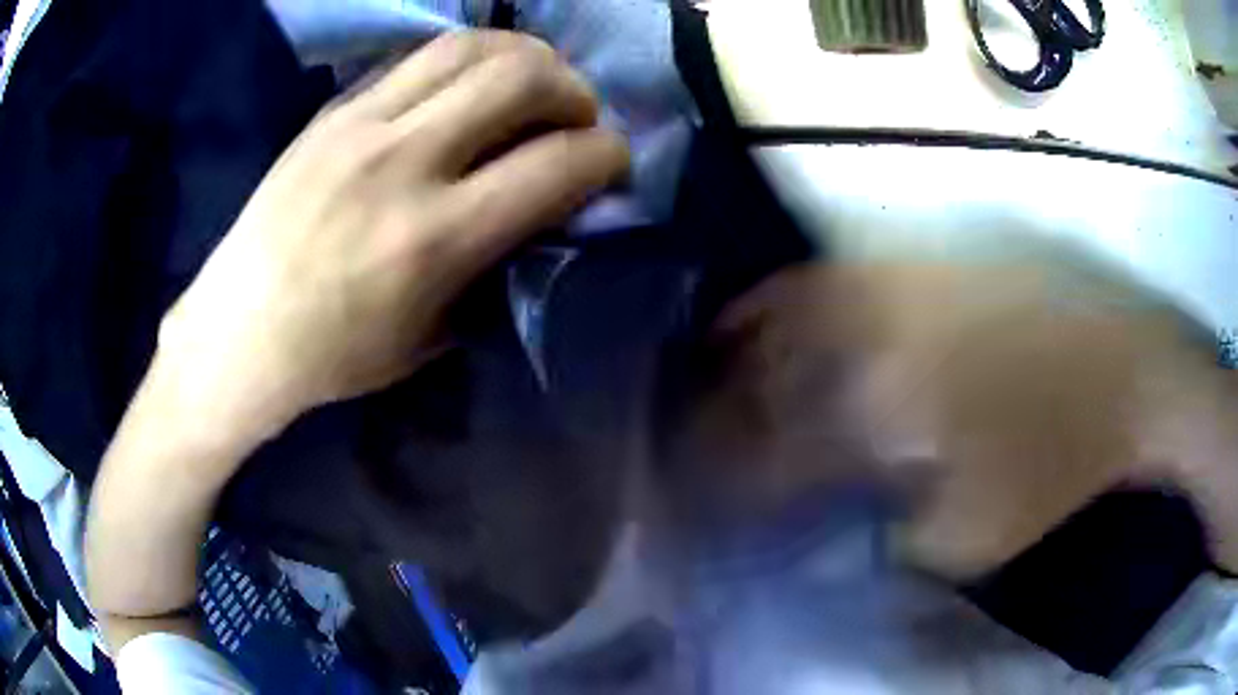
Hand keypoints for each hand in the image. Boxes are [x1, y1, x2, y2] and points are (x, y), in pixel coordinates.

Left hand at [157, 31, 629, 442]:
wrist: (239, 332)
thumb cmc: (336, 355)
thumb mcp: (434, 334)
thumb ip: (496, 263)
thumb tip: (544, 209)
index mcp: (436, 238)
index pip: (558, 163)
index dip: (608, 155)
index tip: (612, 162)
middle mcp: (404, 162)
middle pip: (522, 77)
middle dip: (573, 89)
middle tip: (574, 116)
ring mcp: (362, 124)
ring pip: (470, 46)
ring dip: (523, 57)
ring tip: (530, 84)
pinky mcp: (333, 110)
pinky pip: (417, 57)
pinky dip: (464, 61)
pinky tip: (467, 85)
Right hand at [692, 251, 1236, 576]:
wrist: (1129, 372)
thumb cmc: (1061, 463)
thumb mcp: (975, 537)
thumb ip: (893, 537)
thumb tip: (834, 528)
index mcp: (891, 407)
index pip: (777, 451)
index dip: (726, 479)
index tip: (695, 498)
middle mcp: (881, 332)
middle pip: (768, 369)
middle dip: (716, 407)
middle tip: (683, 432)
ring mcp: (904, 282)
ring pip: (790, 306)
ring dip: (738, 341)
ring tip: (703, 361)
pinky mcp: (928, 261)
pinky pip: (835, 272)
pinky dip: (791, 294)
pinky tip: (771, 309)